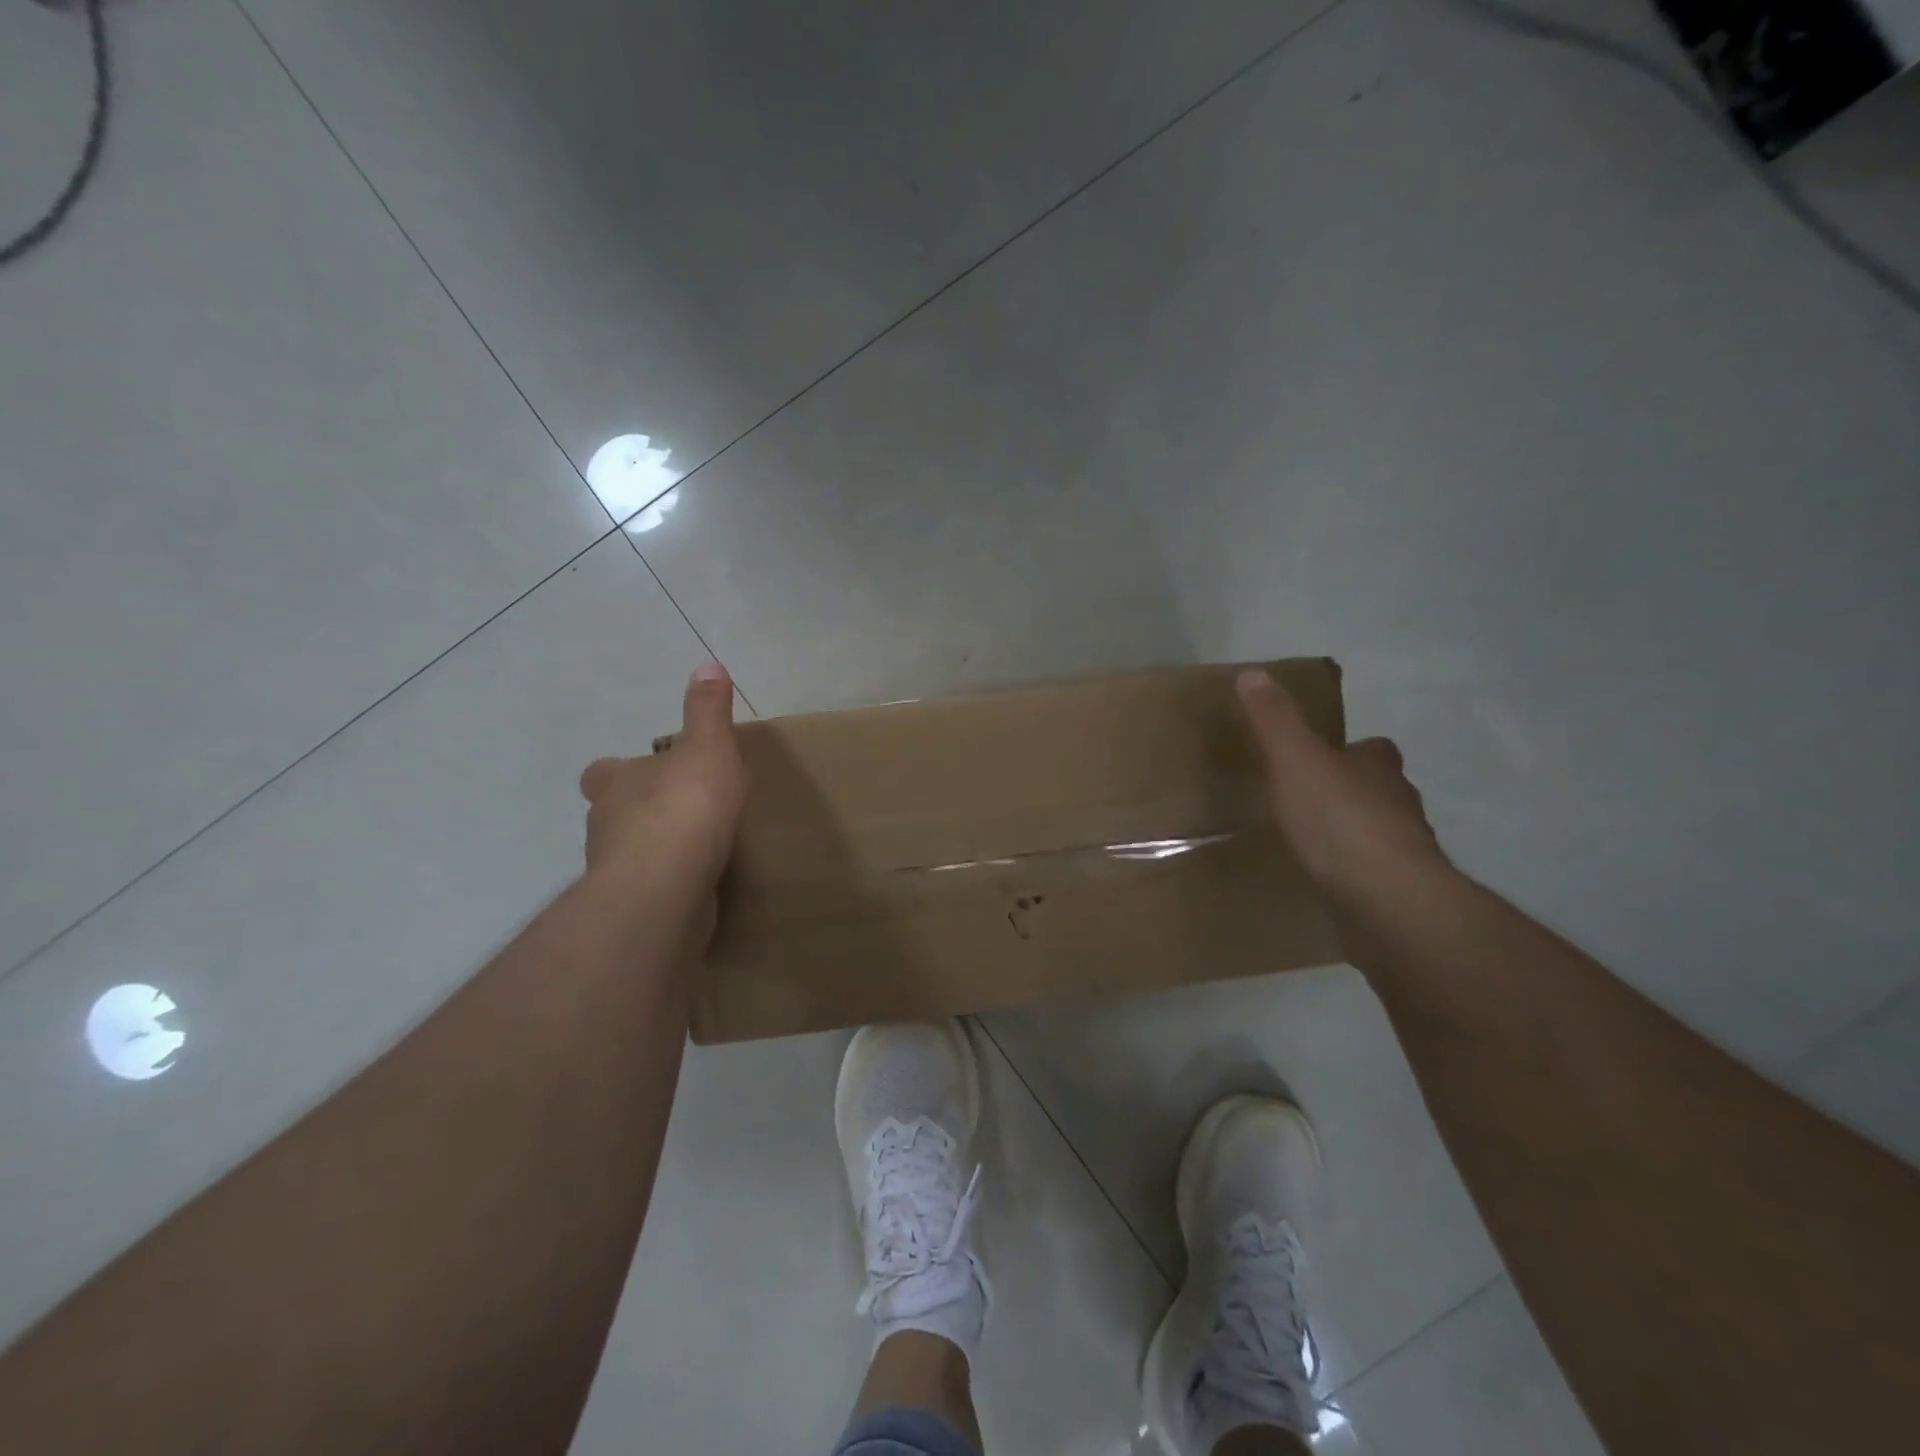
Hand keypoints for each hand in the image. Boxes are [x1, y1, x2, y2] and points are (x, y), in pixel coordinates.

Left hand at [579, 663, 744, 890]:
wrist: (665, 885)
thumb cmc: (684, 807)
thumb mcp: (707, 747)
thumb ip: (707, 711)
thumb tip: (708, 665)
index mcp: (616, 782)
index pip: (603, 772)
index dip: (620, 769)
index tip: (650, 770)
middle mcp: (605, 824)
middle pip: (613, 812)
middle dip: (640, 810)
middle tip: (680, 809)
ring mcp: (615, 870)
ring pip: (629, 852)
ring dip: (654, 848)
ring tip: (695, 846)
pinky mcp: (633, 906)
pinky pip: (649, 887)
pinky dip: (668, 881)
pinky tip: (697, 880)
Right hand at [1236, 668, 1447, 908]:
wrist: (1384, 896)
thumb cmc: (1338, 818)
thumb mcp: (1294, 759)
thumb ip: (1274, 720)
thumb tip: (1253, 672)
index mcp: (1378, 768)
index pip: (1375, 749)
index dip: (1355, 749)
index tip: (1329, 755)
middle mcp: (1400, 804)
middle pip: (1381, 789)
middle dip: (1355, 791)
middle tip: (1314, 799)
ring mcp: (1406, 852)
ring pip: (1382, 833)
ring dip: (1356, 834)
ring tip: (1316, 842)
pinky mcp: (1399, 893)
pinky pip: (1374, 874)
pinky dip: (1356, 873)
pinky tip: (1329, 880)